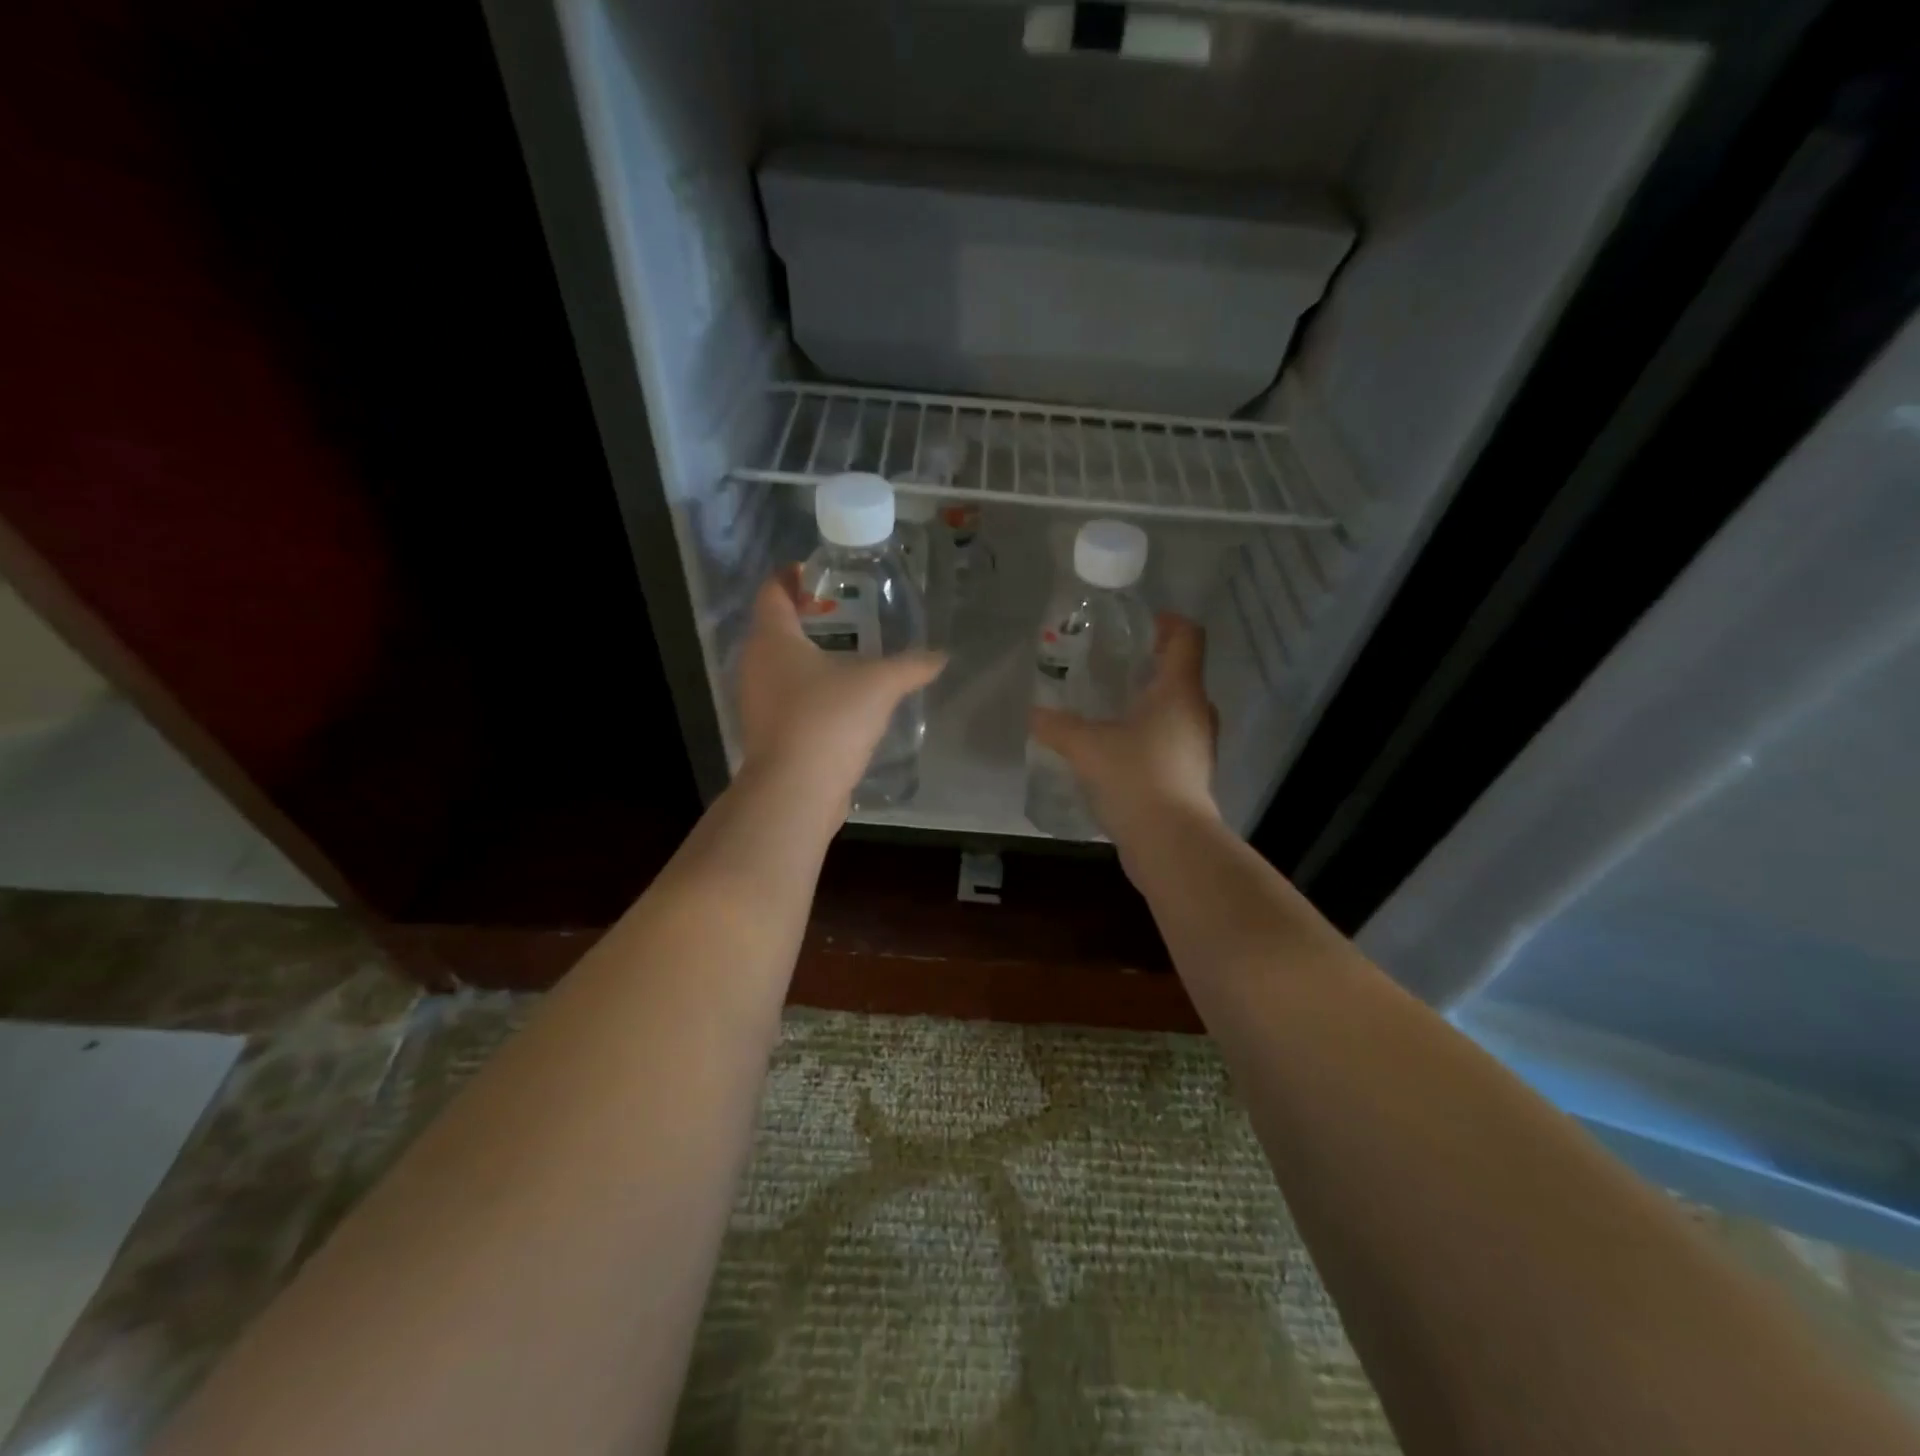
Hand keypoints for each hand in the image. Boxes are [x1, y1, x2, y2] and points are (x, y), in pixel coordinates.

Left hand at [736, 569, 945, 810]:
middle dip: (807, 618)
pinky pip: (786, 699)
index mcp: (772, 639)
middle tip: (846, 615)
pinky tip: (841, 701)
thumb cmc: (829, 719)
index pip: (772, 591)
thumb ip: (910, 666)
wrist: (795, 790)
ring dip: (808, 658)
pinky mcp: (767, 733)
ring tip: (849, 656)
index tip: (819, 575)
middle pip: (775, 628)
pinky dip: (808, 691)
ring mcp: (756, 702)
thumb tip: (941, 656)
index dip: (792, 577)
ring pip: (780, 666)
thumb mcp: (879, 685)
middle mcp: (755, 664)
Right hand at [1030, 613, 1218, 840]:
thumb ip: (1057, 726)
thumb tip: (1033, 715)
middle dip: (1149, 665)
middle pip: (1181, 672)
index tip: (1138, 624)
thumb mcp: (1087, 746)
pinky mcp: (1191, 776)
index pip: (1187, 636)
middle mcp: (1197, 712)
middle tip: (1112, 666)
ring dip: (1148, 704)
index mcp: (1180, 690)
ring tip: (1110, 709)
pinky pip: (1170, 741)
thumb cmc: (1135, 777)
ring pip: (1175, 711)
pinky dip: (1148, 737)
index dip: (1166, 622)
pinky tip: (1116, 751)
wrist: (1170, 842)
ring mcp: (1198, 746)